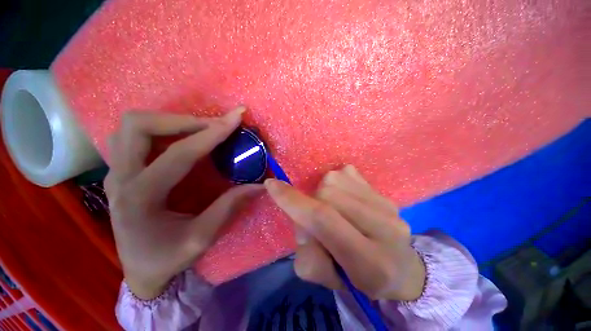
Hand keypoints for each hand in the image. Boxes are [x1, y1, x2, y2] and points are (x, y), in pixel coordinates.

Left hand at [105, 107, 263, 299]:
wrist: (140, 270)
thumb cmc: (168, 258)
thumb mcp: (202, 238)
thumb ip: (230, 207)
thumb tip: (259, 185)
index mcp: (141, 198)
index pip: (180, 153)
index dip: (212, 133)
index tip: (236, 118)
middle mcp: (120, 179)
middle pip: (138, 125)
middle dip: (182, 119)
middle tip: (213, 126)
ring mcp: (115, 173)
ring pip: (131, 126)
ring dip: (169, 121)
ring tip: (199, 130)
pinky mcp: (119, 173)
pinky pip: (132, 136)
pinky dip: (159, 130)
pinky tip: (179, 140)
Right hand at [264, 165, 425, 300]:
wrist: (401, 269)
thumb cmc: (359, 278)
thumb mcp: (327, 277)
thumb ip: (307, 253)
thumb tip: (300, 217)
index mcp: (369, 262)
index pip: (324, 219)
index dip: (294, 201)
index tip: (272, 184)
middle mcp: (385, 227)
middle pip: (327, 194)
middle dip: (311, 203)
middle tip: (318, 221)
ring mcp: (388, 206)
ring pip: (335, 179)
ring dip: (324, 193)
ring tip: (334, 210)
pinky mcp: (385, 193)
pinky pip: (347, 173)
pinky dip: (337, 184)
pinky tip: (346, 201)